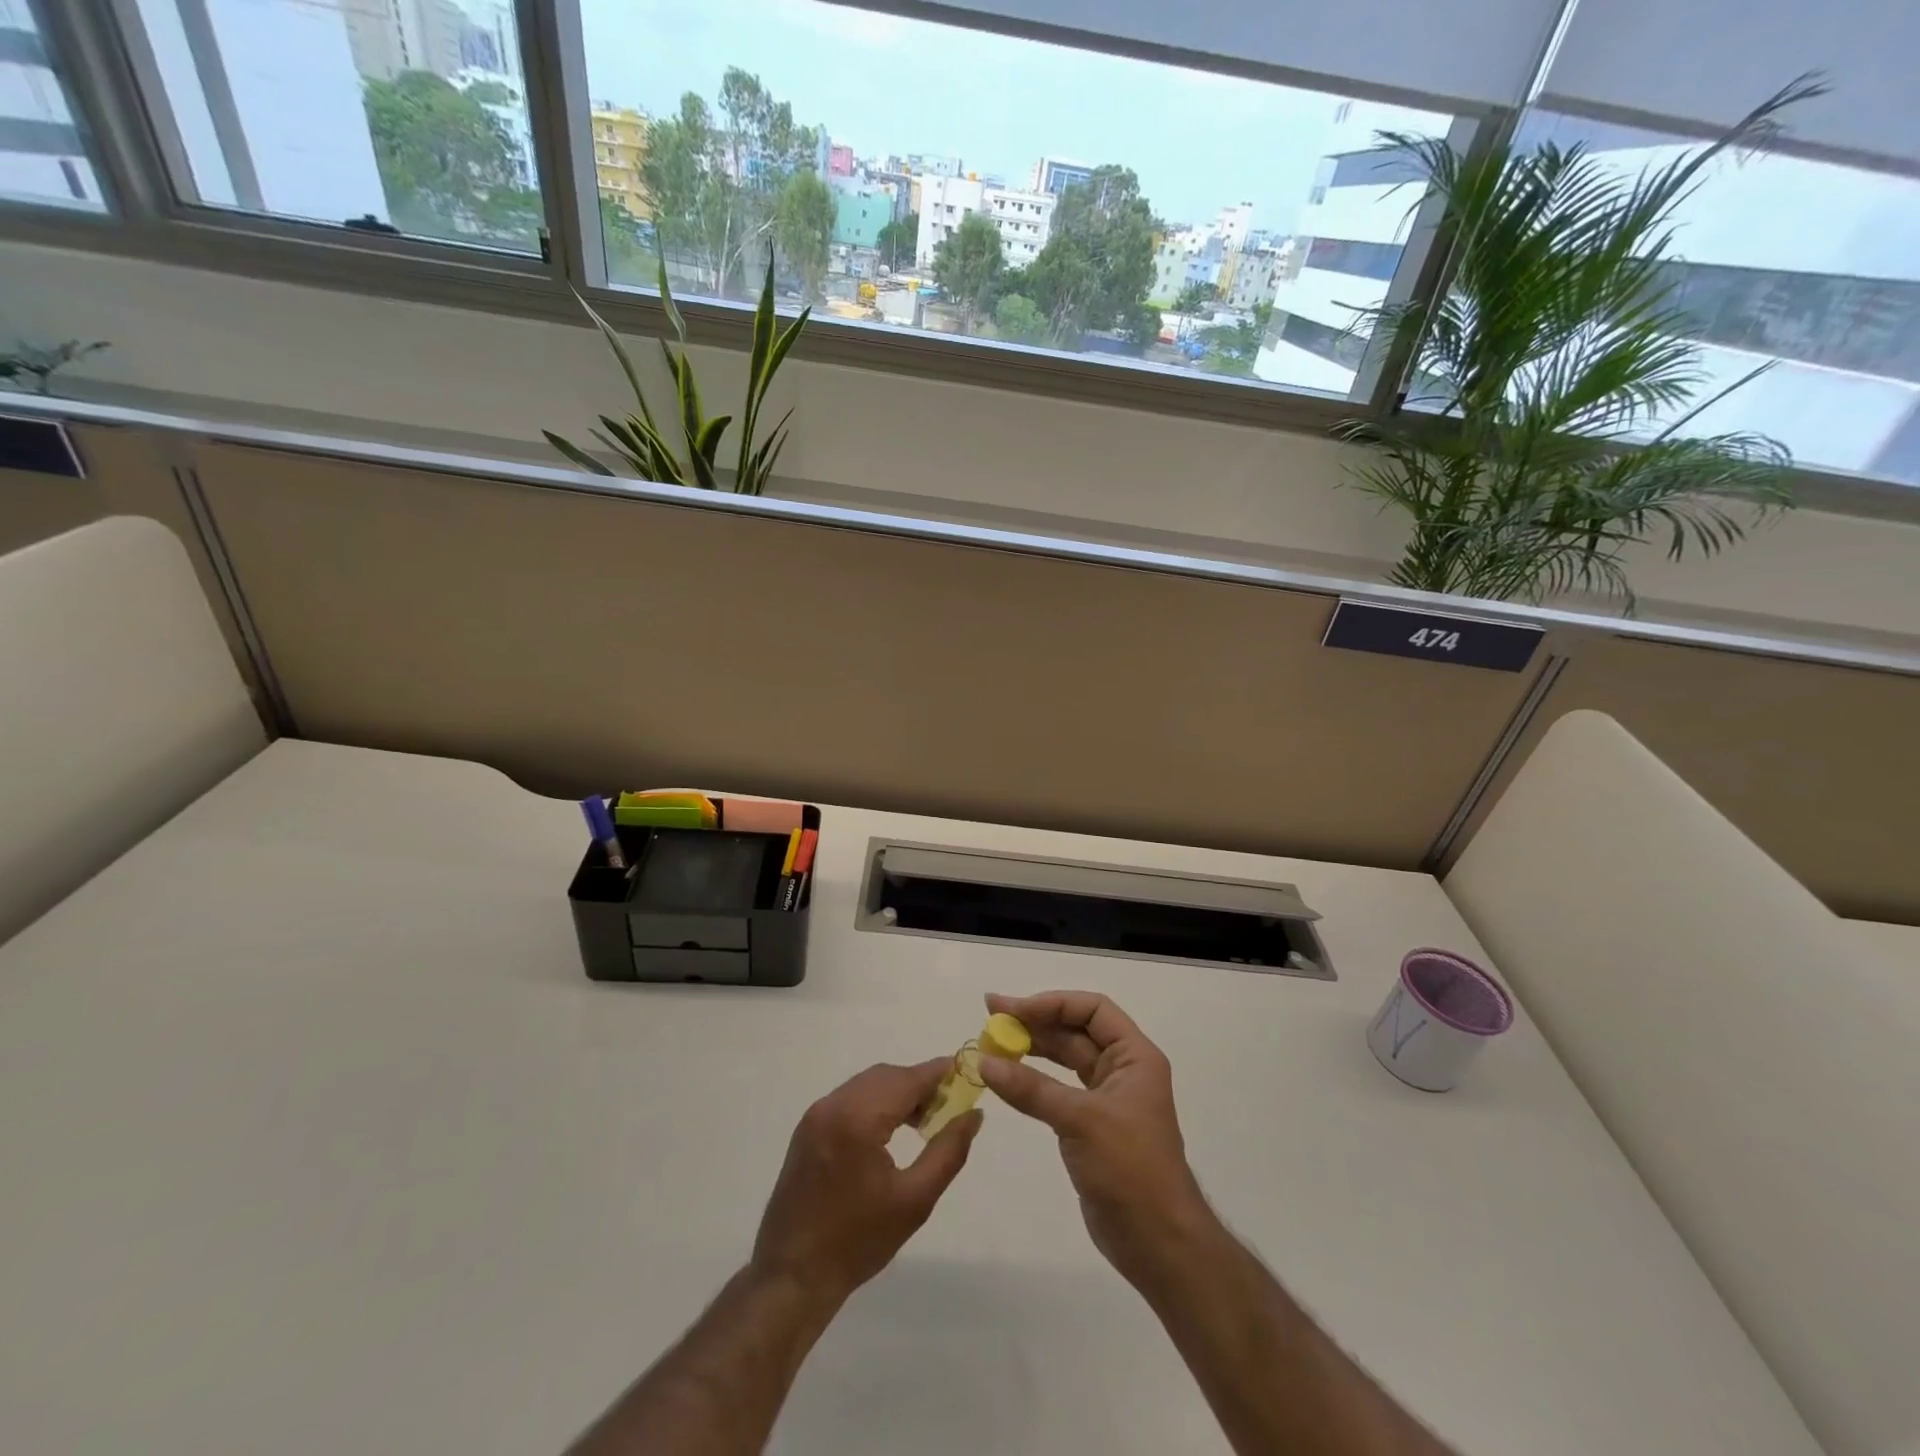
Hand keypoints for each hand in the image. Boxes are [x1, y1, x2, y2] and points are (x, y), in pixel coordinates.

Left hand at [751, 1060, 980, 1308]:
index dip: (939, 1072)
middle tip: (948, 1106)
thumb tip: (973, 1115)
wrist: (792, 1276)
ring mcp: (816, 1114)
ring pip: (868, 1084)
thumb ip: (949, 1151)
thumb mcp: (915, 1200)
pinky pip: (849, 1098)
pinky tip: (891, 1129)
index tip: (966, 1071)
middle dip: (919, 1084)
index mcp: (858, 1120)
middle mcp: (834, 1105)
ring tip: (924, 1120)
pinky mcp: (808, 1127)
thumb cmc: (858, 1242)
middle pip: (887, 1076)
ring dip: (897, 1092)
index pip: (907, 1080)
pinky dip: (875, 1102)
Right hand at [978, 991, 1209, 1283]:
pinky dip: (1033, 1080)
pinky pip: (1058, 1089)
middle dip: (1035, 1022)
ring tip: (993, 1042)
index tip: (1013, 1010)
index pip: (1093, 1010)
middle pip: (1075, 1031)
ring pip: (1065, 1059)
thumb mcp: (1080, 1120)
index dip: (1053, 1003)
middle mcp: (1123, 1069)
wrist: (1158, 1242)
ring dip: (1032, 1049)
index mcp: (1134, 1056)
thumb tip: (984, 1062)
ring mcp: (1107, 1098)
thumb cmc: (1130, 1168)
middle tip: (991, 1017)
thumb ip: (1031, 1088)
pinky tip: (1008, 1077)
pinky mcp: (1091, 1126)